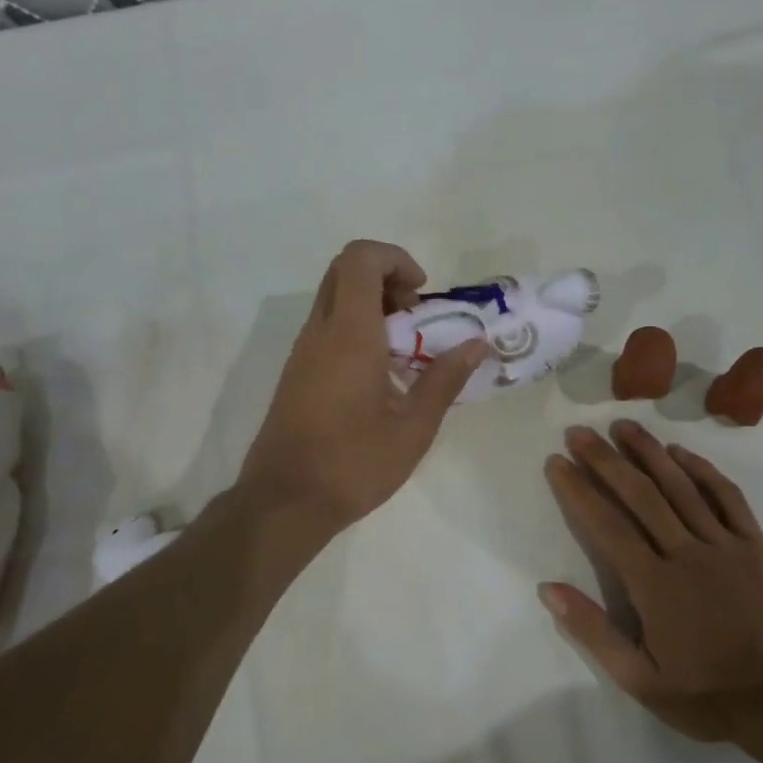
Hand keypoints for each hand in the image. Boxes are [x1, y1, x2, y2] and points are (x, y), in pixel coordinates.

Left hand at [240, 240, 485, 533]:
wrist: (284, 503)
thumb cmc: (353, 465)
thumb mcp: (413, 429)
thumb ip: (445, 380)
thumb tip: (477, 345)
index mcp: (349, 335)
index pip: (360, 259)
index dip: (395, 259)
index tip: (422, 294)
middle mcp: (319, 332)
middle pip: (344, 270)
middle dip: (385, 277)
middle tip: (415, 315)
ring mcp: (302, 352)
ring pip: (333, 298)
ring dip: (371, 304)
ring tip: (404, 347)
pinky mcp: (296, 372)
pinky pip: (326, 326)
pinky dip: (355, 327)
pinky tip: (380, 373)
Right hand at [540, 420, 762, 742]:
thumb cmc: (706, 694)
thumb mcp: (639, 678)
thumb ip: (592, 630)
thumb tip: (548, 588)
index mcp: (653, 585)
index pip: (607, 525)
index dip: (578, 490)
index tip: (557, 462)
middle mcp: (686, 553)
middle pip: (640, 495)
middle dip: (606, 459)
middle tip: (580, 432)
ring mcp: (725, 545)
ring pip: (682, 486)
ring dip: (649, 452)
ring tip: (623, 425)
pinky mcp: (757, 545)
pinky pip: (728, 497)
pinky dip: (703, 470)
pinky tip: (681, 452)